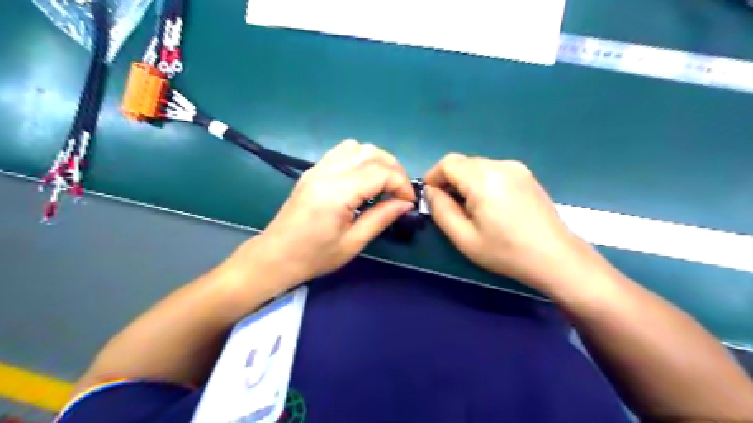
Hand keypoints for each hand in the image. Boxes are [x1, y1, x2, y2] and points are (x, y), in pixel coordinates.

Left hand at [231, 139, 414, 286]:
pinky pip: (342, 152)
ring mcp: (318, 168)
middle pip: (371, 153)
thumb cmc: (315, 256)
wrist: (276, 256)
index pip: (380, 172)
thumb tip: (406, 204)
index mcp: (337, 192)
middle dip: (394, 169)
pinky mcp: (313, 170)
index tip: (408, 202)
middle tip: (400, 192)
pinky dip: (360, 158)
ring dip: (377, 160)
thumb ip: (381, 217)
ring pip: (357, 147)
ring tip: (384, 183)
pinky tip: (363, 178)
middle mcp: (328, 172)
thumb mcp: (353, 242)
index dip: (401, 184)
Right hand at [422, 154, 600, 292]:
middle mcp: (500, 165)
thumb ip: (441, 210)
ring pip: (478, 166)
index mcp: (483, 179)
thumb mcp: (464, 237)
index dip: (434, 177)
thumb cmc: (506, 252)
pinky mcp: (526, 175)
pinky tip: (492, 206)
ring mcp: (516, 168)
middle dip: (450, 181)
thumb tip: (431, 191)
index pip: (447, 163)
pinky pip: (494, 171)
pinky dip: (483, 182)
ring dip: (466, 182)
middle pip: (463, 163)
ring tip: (472, 209)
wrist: (556, 257)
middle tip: (451, 208)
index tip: (432, 198)